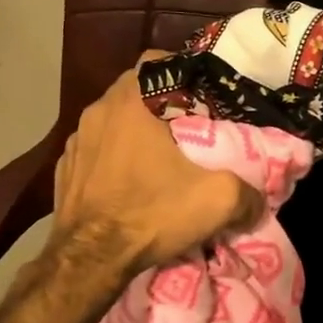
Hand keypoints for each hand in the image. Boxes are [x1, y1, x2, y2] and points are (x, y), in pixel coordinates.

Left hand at [54, 66, 265, 268]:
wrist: (88, 261)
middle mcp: (96, 111)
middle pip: (135, 92)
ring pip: (114, 122)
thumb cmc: (151, 213)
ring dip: (136, 133)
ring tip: (160, 159)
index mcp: (129, 102)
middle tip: (189, 129)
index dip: (182, 72)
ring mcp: (74, 141)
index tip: (202, 96)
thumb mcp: (217, 201)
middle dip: (162, 106)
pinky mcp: (64, 170)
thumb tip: (258, 199)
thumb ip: (248, 192)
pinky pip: (96, 151)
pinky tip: (130, 184)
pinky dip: (114, 158)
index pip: (156, 61)